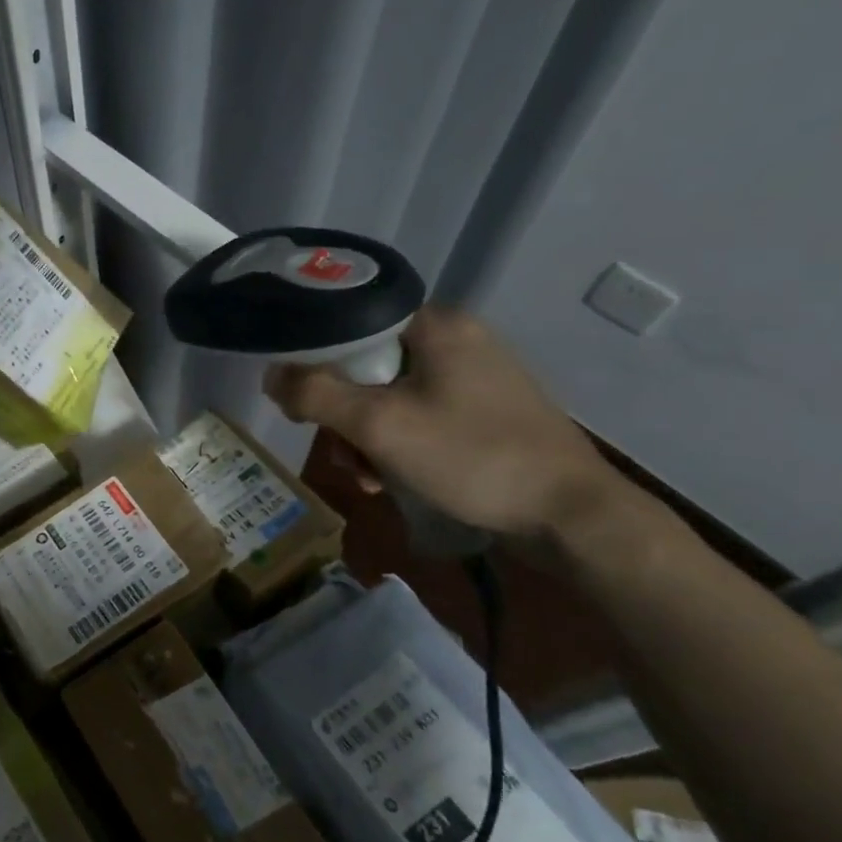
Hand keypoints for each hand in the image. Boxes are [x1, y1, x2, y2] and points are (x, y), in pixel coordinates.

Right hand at [263, 307, 625, 540]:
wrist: (569, 516)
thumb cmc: (471, 457)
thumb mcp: (379, 425)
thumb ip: (315, 394)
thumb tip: (271, 374)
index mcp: (436, 325)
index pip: (350, 325)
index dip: (315, 364)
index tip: (304, 405)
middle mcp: (456, 339)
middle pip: (366, 366)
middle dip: (344, 415)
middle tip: (346, 455)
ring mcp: (473, 376)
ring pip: (388, 396)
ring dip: (366, 438)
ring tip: (371, 478)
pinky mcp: (484, 410)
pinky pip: (418, 415)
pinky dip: (397, 445)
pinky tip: (394, 479)